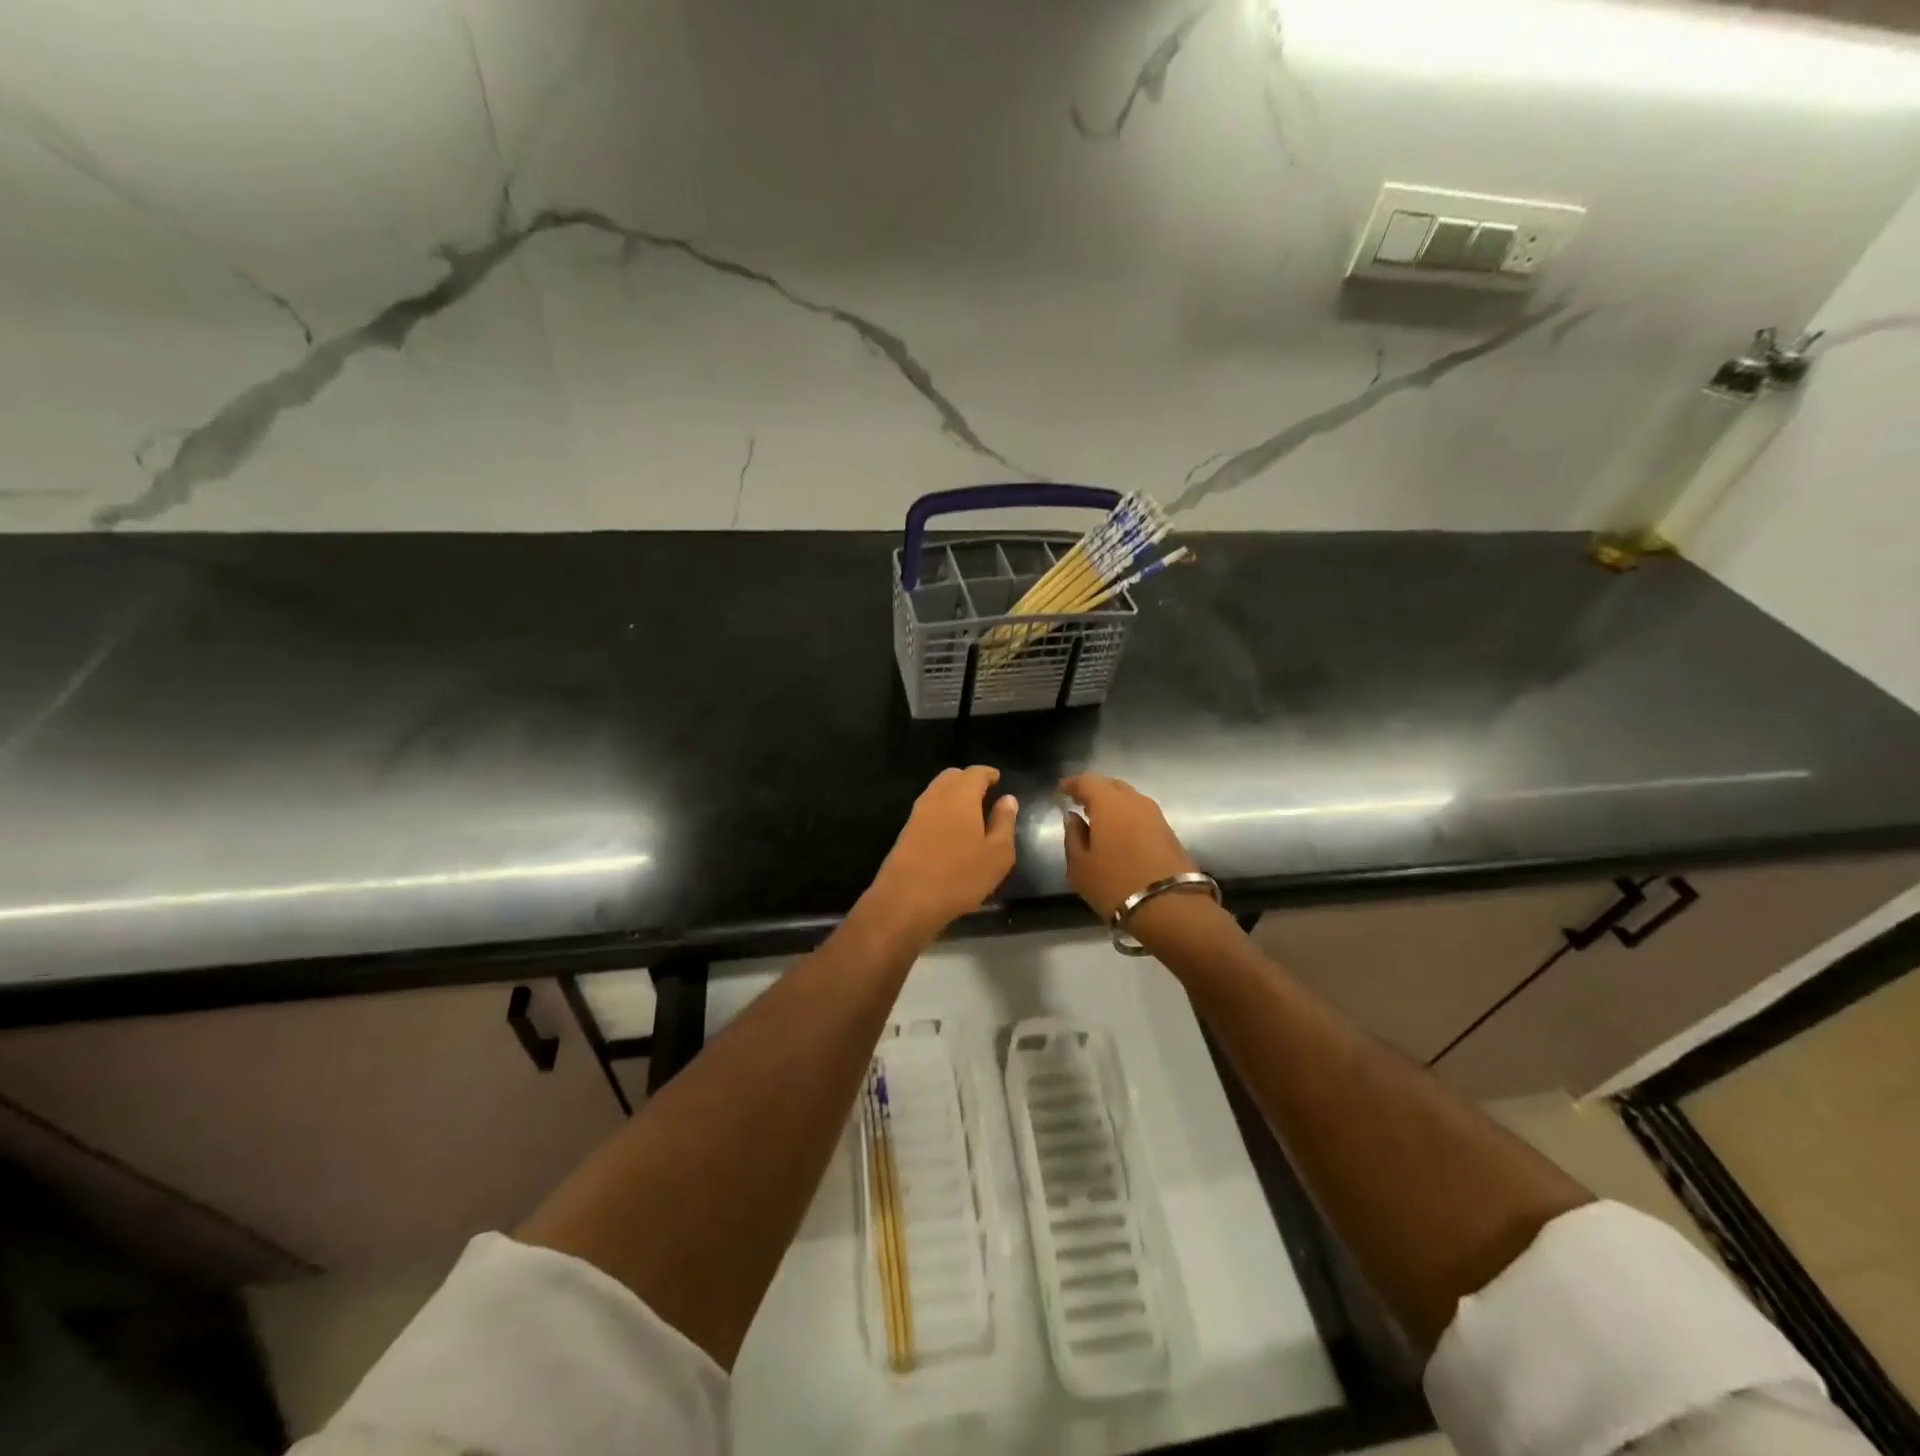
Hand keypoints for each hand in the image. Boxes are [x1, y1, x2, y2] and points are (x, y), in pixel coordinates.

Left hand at [862, 766, 1017, 944]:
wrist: (906, 900)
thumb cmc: (960, 876)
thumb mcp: (997, 854)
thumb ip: (1004, 822)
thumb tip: (1008, 799)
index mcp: (961, 796)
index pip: (975, 773)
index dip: (988, 774)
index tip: (997, 779)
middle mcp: (936, 797)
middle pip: (952, 777)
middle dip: (968, 780)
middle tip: (984, 793)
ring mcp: (917, 814)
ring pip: (937, 792)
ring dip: (953, 795)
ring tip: (970, 813)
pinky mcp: (906, 832)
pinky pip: (928, 810)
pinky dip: (942, 810)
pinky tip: (951, 830)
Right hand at [1060, 773, 1198, 919]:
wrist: (1170, 907)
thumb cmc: (1115, 884)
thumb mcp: (1080, 866)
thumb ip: (1073, 836)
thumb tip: (1073, 818)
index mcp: (1109, 803)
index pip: (1088, 781)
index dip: (1073, 784)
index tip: (1062, 790)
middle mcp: (1135, 802)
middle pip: (1112, 785)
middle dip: (1094, 791)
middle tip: (1080, 803)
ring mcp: (1156, 816)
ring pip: (1130, 799)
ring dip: (1113, 804)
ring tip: (1099, 819)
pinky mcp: (1169, 832)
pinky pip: (1141, 814)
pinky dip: (1127, 816)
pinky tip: (1120, 832)